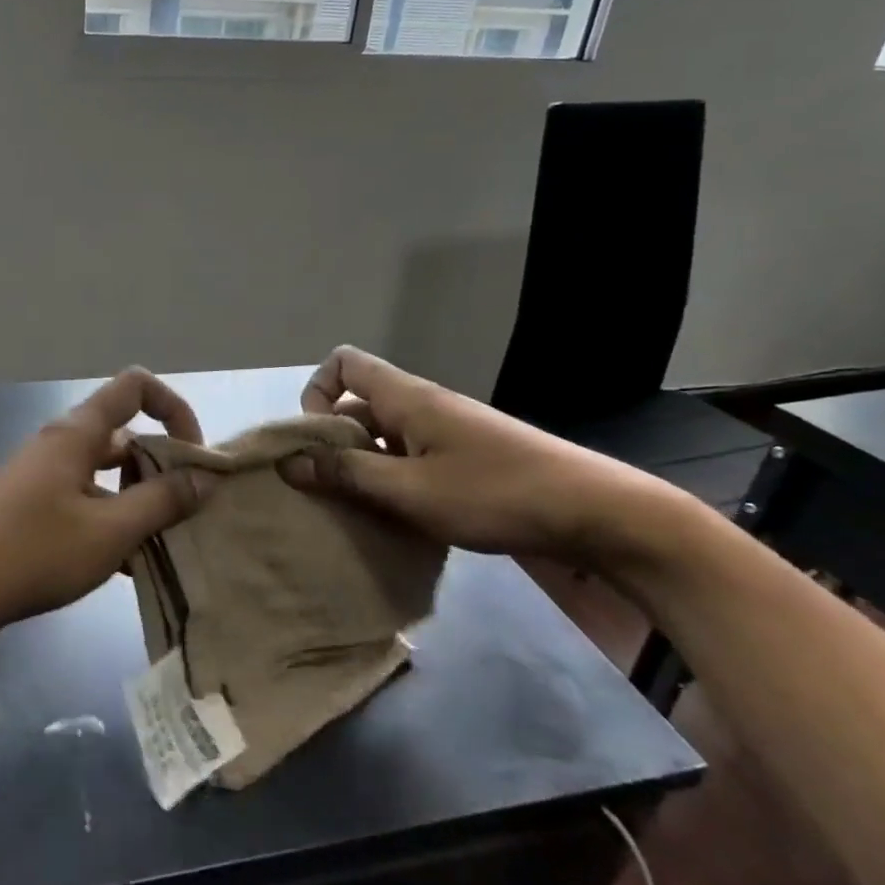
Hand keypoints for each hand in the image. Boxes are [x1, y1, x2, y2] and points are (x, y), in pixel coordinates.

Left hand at [0, 368, 218, 648]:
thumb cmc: (31, 553)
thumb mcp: (109, 532)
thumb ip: (162, 502)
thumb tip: (206, 475)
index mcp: (78, 434)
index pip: (135, 387)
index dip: (173, 410)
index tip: (194, 457)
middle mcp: (61, 445)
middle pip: (125, 434)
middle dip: (161, 465)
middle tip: (185, 511)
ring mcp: (44, 477)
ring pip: (106, 474)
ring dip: (138, 500)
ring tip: (164, 543)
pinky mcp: (33, 509)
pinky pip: (86, 502)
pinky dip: (111, 522)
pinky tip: (129, 566)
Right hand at [280, 345, 701, 572]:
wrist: (596, 514)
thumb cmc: (496, 494)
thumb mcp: (411, 490)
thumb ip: (347, 474)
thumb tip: (288, 461)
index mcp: (406, 397)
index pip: (343, 363)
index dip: (317, 393)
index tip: (318, 442)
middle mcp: (422, 406)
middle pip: (358, 404)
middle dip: (334, 441)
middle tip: (328, 489)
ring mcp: (446, 433)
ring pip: (383, 437)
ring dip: (363, 467)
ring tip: (358, 511)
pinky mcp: (464, 459)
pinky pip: (409, 458)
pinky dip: (392, 481)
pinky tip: (398, 520)